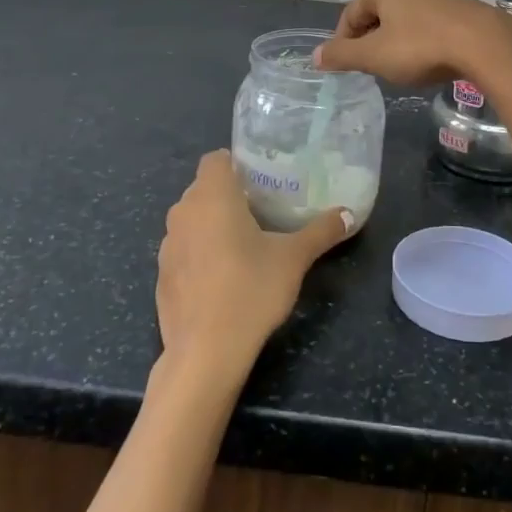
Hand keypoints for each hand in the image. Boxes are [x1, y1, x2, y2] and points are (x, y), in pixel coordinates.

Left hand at [156, 151, 353, 387]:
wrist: (205, 352)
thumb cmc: (250, 290)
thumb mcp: (294, 258)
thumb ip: (321, 232)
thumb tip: (349, 214)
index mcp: (212, 196)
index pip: (215, 159)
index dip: (236, 164)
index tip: (261, 180)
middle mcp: (183, 212)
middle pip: (203, 188)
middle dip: (229, 195)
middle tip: (262, 209)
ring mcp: (167, 245)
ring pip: (191, 219)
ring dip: (212, 224)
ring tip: (245, 242)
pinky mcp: (162, 276)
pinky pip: (183, 250)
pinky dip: (199, 254)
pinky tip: (223, 277)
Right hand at [313, 0, 511, 86]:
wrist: (484, 44)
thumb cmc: (420, 46)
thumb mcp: (374, 56)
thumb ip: (342, 55)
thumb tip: (316, 56)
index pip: (350, 15)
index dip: (343, 43)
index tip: (346, 69)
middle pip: (376, 16)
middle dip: (370, 43)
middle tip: (372, 71)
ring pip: (402, 22)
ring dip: (395, 45)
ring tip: (400, 70)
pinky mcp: (457, 9)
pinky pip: (426, 27)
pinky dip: (419, 44)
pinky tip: (427, 63)